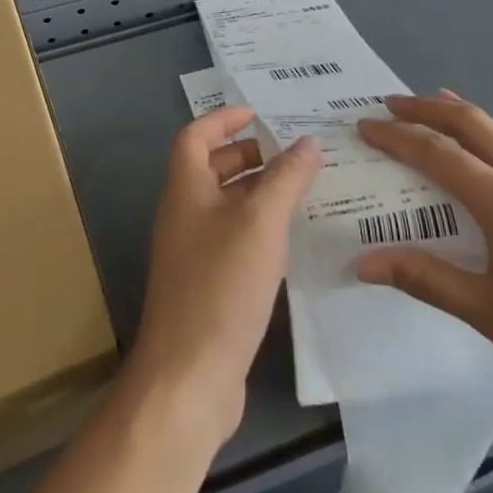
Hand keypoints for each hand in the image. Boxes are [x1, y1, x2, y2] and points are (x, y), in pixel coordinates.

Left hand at [127, 108, 320, 449]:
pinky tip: (295, 241)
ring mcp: (194, 254)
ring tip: (307, 190)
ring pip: (228, 207)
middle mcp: (184, 215)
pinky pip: (236, 241)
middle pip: (212, 169)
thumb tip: (308, 142)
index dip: (224, 119)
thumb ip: (286, 179)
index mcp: (186, 190)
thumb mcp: (260, 223)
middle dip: (250, 156)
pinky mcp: (209, 287)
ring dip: (261, 194)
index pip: (196, 136)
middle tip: (295, 153)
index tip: (260, 113)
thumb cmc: (220, 286)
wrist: (188, 378)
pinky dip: (262, 231)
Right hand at [354, 92, 492, 422]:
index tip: (363, 125)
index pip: (438, 153)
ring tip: (431, 112)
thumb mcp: (489, 313)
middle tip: (391, 102)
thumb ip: (425, 279)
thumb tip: (362, 262)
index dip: (397, 136)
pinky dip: (487, 140)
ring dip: (460, 118)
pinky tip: (483, 161)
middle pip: (472, 124)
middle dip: (427, 108)